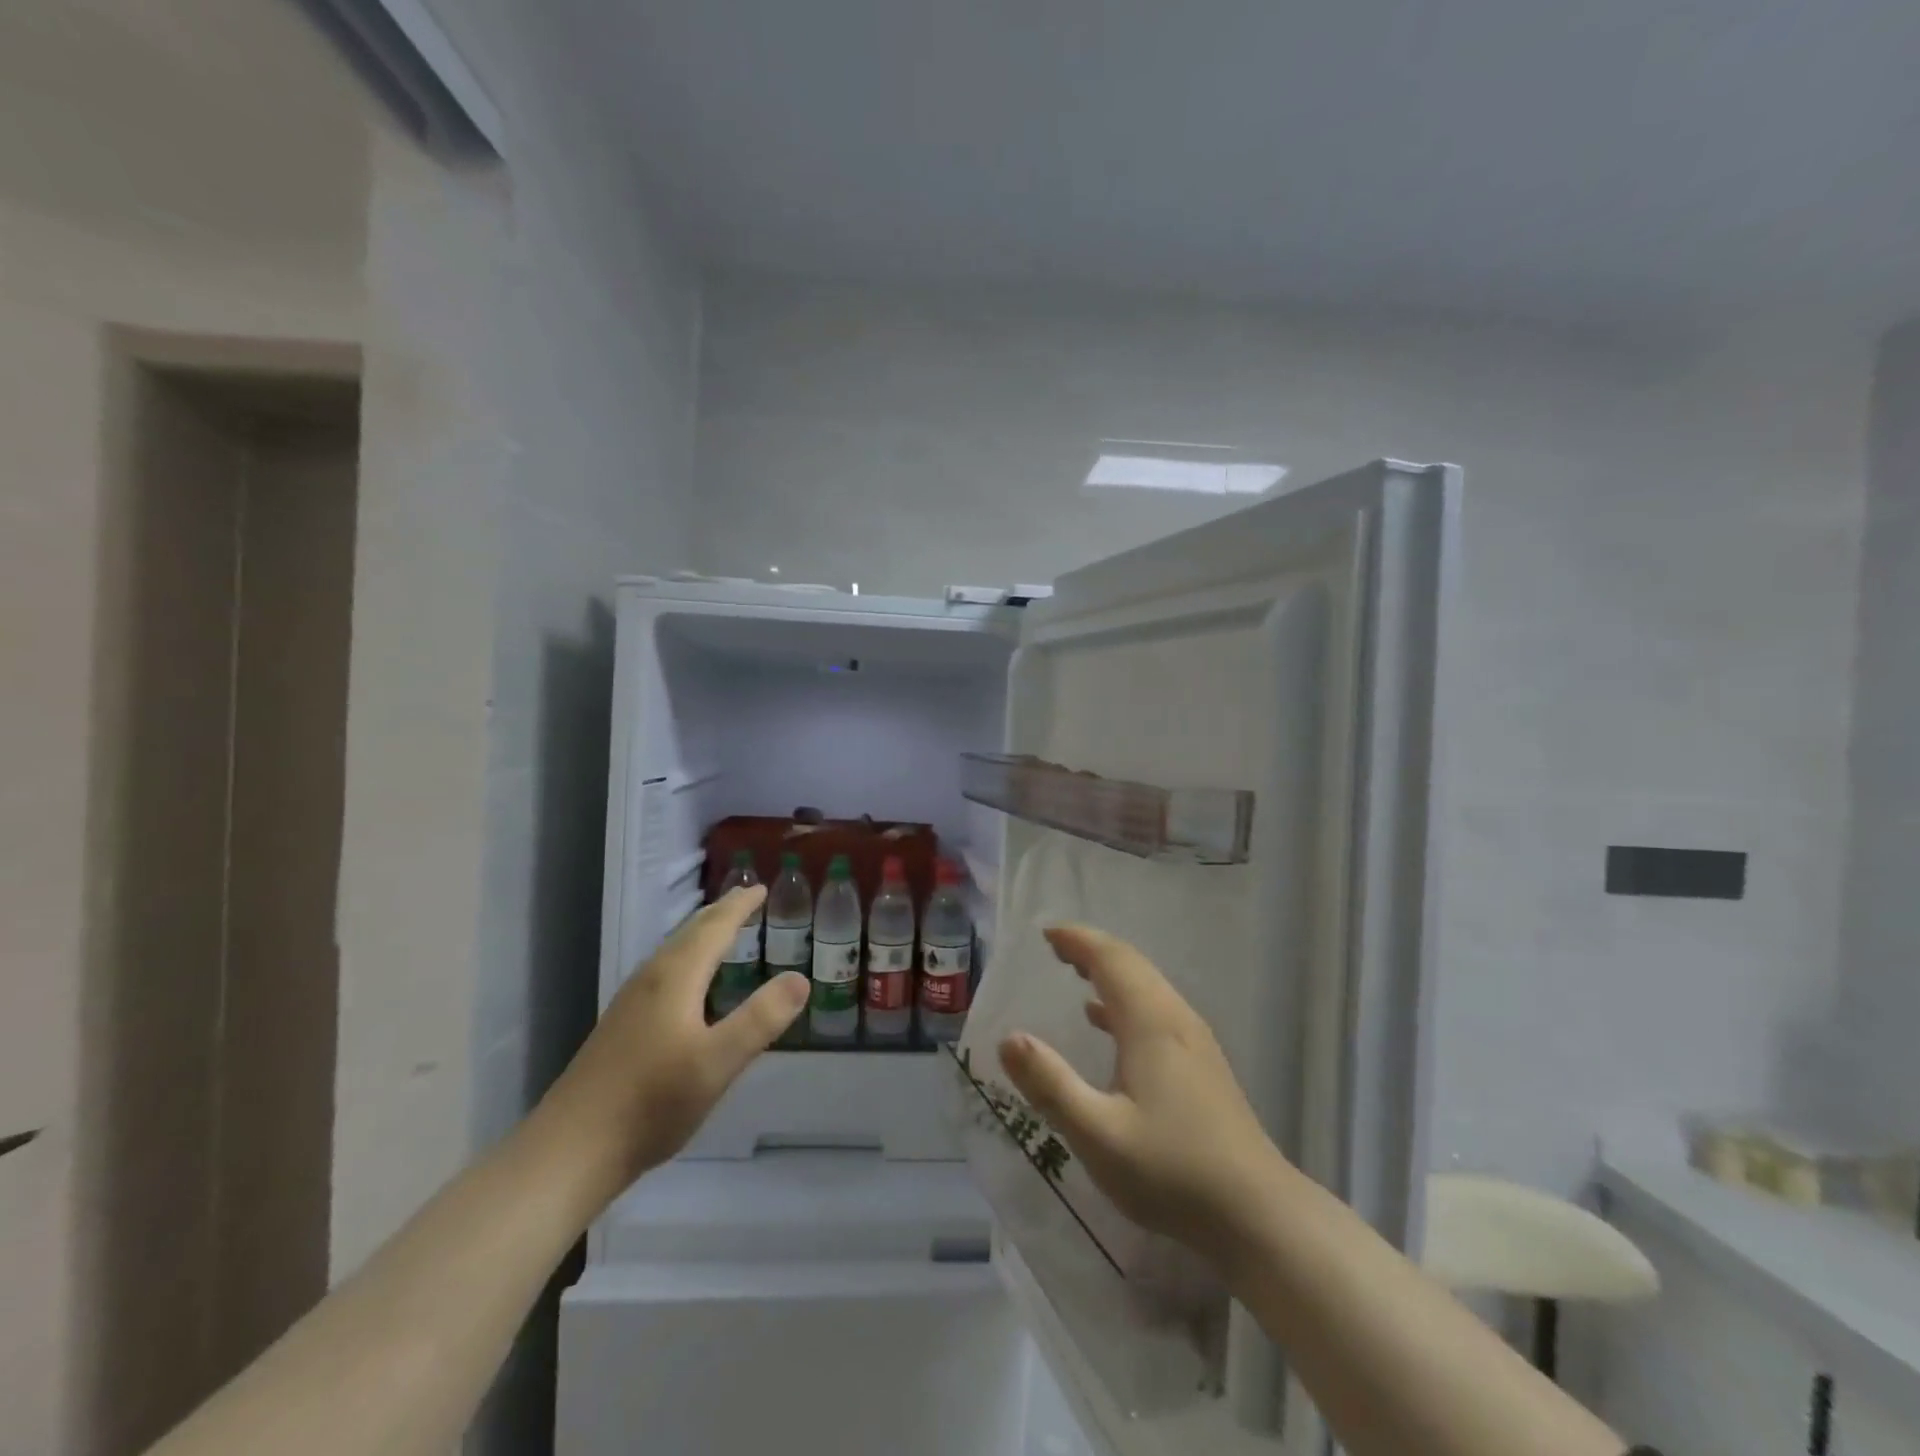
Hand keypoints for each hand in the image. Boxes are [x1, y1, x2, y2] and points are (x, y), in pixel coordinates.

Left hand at [537, 887, 806, 1191]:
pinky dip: (687, 958)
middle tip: (746, 897)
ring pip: (673, 952)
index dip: (740, 907)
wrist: (570, 1150)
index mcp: (675, 977)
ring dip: (701, 933)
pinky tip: (688, 983)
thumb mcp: (717, 1063)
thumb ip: (760, 1019)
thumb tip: (800, 978)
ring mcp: (631, 1003)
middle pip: (690, 933)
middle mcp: (651, 979)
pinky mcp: (621, 1026)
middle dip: (720, 913)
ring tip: (722, 928)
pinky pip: (663, 971)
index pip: (714, 928)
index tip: (761, 888)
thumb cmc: (651, 1102)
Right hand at [998, 925, 1286, 1260]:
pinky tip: (1106, 1022)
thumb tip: (1009, 1038)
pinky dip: (1125, 1000)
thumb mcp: (1098, 1134)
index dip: (1078, 940)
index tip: (1045, 933)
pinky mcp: (1203, 1065)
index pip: (1111, 958)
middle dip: (1092, 950)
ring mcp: (1195, 1042)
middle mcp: (1175, 1019)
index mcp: (1150, 1022)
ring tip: (1075, 972)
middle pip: (1132, 965)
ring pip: (1147, 986)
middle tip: (1054, 948)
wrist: (1258, 1214)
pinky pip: (1156, 1010)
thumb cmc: (1172, 1171)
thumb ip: (1050, 1084)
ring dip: (1110, 972)